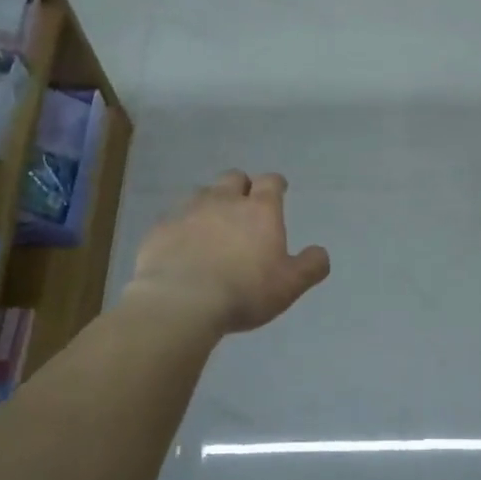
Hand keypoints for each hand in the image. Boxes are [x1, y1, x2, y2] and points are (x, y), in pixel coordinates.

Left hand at [126, 171, 330, 335]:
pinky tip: (183, 245)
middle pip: (233, 178)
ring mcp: (188, 211)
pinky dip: (182, 226)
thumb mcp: (289, 285)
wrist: (181, 301)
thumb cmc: (244, 291)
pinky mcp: (160, 228)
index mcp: (260, 210)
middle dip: (241, 187)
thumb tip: (320, 252)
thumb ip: (310, 266)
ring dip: (210, 203)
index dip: (275, 184)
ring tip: (212, 225)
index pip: (271, 182)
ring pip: (201, 193)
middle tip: (244, 206)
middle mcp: (224, 201)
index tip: (278, 190)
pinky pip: (174, 218)